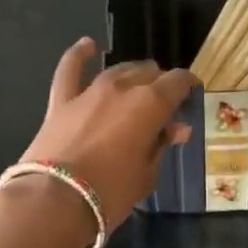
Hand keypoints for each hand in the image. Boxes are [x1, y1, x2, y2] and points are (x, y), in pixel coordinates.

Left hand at [16, 38, 195, 232]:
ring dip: (132, 74)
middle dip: (160, 83)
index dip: (188, 84)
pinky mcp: (61, 101)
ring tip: (139, 83)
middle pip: (148, 72)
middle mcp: (123, 88)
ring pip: (118, 70)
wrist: (54, 201)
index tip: (192, 92)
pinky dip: (79, 54)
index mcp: (151, 104)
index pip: (178, 81)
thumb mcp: (147, 174)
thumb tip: (177, 128)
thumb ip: (161, 144)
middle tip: (164, 102)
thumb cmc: (111, 193)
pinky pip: (70, 69)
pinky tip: (88, 46)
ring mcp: (89, 91)